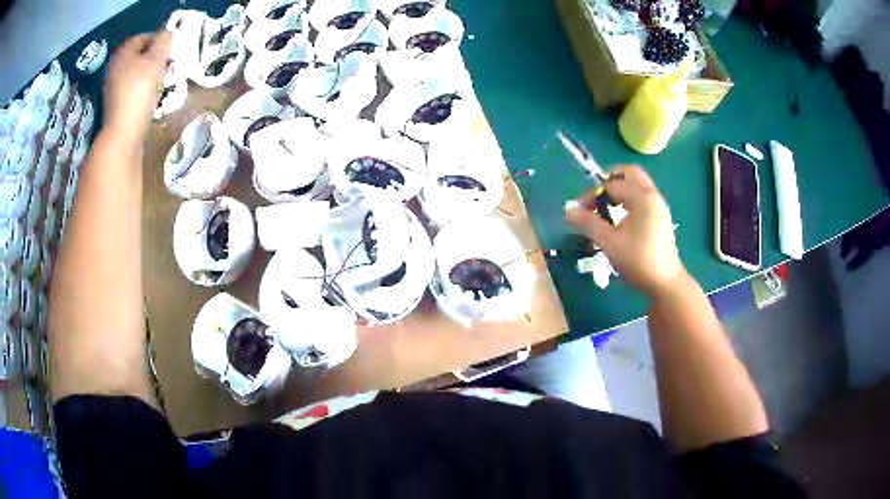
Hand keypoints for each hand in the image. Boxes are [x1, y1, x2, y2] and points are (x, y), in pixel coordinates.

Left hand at [103, 31, 171, 142]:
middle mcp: (115, 67)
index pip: (143, 37)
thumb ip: (164, 42)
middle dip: (153, 57)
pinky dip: (141, 88)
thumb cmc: (138, 93)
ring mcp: (113, 87)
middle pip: (138, 55)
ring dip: (148, 73)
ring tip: (160, 80)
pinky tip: (149, 96)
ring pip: (135, 72)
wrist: (122, 134)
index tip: (169, 49)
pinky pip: (131, 88)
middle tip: (166, 63)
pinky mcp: (115, 104)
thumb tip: (168, 33)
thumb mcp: (156, 61)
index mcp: (123, 54)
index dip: (158, 39)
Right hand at [565, 165, 685, 297]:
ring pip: (637, 184)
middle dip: (610, 181)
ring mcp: (659, 205)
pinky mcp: (661, 216)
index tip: (580, 211)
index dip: (592, 194)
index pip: (612, 183)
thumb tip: (567, 210)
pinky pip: (643, 196)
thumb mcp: (609, 242)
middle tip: (596, 198)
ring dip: (620, 190)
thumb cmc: (638, 261)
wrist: (665, 283)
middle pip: (629, 173)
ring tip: (607, 210)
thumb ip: (587, 223)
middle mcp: (653, 195)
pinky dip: (630, 199)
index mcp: (642, 197)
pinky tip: (621, 220)